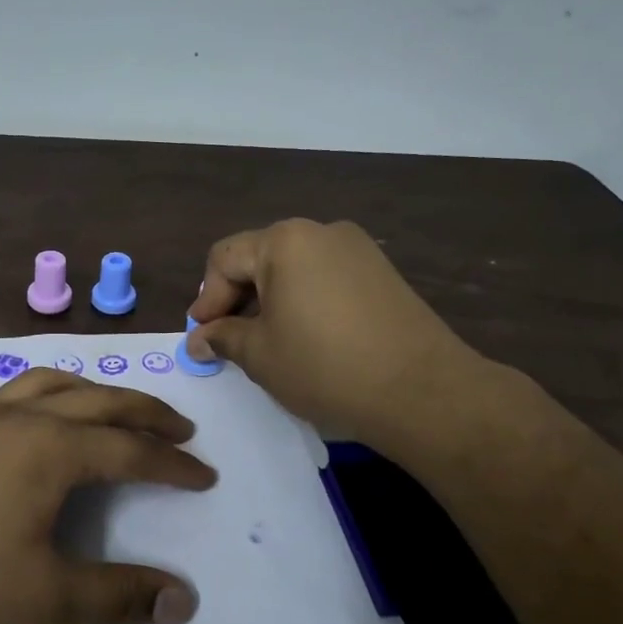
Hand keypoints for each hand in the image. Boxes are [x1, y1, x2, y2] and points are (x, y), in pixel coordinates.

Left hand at [0, 369, 215, 623]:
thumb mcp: (47, 601)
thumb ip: (119, 598)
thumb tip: (184, 599)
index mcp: (56, 449)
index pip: (132, 450)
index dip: (173, 465)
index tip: (205, 476)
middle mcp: (26, 418)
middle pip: (101, 401)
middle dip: (147, 413)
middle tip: (181, 427)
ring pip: (53, 384)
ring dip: (95, 391)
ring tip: (114, 404)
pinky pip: (8, 392)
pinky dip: (39, 391)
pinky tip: (31, 408)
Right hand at [185, 218, 490, 446]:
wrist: (423, 392)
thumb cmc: (326, 368)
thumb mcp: (260, 355)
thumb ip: (223, 337)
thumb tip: (198, 339)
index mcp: (284, 241)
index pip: (224, 259)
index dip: (206, 299)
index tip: (202, 337)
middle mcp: (321, 232)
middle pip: (260, 258)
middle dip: (238, 298)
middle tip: (229, 340)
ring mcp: (357, 249)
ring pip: (294, 269)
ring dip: (271, 300)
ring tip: (267, 341)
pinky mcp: (382, 272)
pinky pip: (326, 278)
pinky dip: (305, 301)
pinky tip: (307, 337)